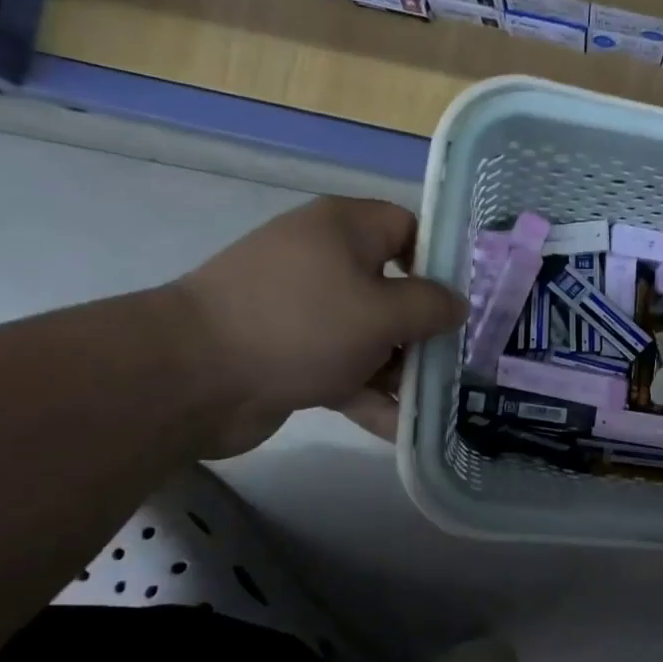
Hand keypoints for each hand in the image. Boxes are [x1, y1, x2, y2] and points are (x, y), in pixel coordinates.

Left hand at [168, 199, 465, 454]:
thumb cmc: (301, 325)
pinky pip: (344, 369)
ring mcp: (306, 311)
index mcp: (344, 229)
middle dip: (428, 329)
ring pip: (371, 336)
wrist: (191, 377)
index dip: (442, 262)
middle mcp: (325, 262)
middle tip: (466, 359)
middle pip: (394, 289)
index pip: (408, 229)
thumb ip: (431, 307)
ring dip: (403, 371)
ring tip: (445, 403)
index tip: (471, 301)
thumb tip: (457, 304)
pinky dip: (370, 396)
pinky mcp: (291, 354)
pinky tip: (405, 431)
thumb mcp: (382, 311)